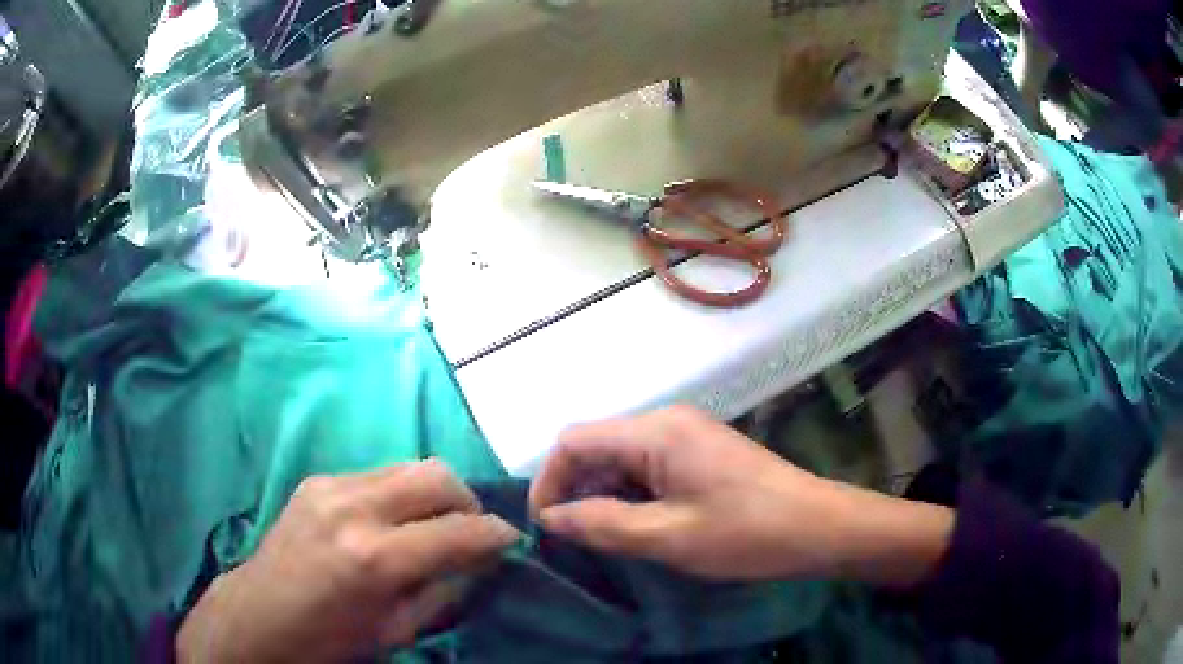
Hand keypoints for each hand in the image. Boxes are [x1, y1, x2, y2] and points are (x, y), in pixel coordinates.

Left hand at [177, 461, 519, 662]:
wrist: (255, 617)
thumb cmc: (328, 640)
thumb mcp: (396, 632)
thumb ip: (443, 590)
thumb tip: (478, 560)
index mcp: (375, 558)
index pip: (459, 531)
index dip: (496, 535)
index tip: (510, 542)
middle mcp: (353, 508)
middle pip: (436, 476)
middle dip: (468, 501)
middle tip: (471, 531)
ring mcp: (330, 486)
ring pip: (408, 466)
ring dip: (433, 495)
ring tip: (433, 526)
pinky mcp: (316, 480)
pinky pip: (376, 475)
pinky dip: (399, 495)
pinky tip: (390, 523)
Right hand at [530, 406, 952, 584]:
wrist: (818, 526)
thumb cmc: (746, 532)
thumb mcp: (668, 537)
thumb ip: (603, 524)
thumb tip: (551, 518)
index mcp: (655, 431)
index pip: (574, 441)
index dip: (548, 481)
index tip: (545, 527)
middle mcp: (666, 422)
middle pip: (596, 446)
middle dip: (574, 490)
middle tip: (571, 539)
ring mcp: (686, 435)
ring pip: (620, 458)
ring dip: (602, 495)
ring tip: (600, 538)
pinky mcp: (699, 453)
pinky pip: (647, 466)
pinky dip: (629, 494)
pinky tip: (635, 524)